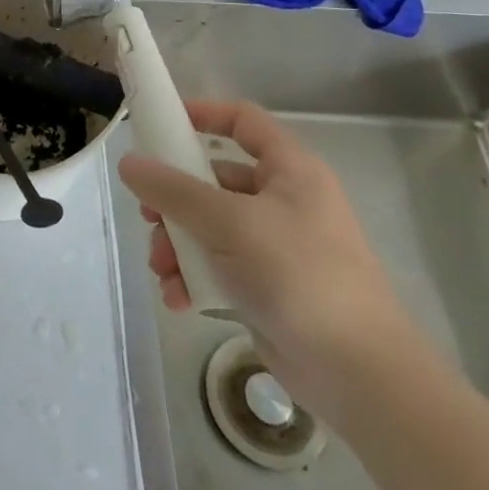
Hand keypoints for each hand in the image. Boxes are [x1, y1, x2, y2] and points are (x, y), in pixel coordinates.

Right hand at [118, 100, 423, 424]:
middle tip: (148, 218)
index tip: (159, 124)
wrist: (360, 375)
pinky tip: (178, 298)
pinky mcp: (267, 286)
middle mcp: (284, 201)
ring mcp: (276, 246)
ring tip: (162, 269)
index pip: (243, 120)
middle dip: (174, 200)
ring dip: (178, 245)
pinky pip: (218, 266)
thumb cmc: (298, 275)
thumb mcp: (228, 223)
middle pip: (213, 179)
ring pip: (210, 226)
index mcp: (290, 171)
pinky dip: (194, 277)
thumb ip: (173, 190)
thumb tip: (128, 163)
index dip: (202, 114)